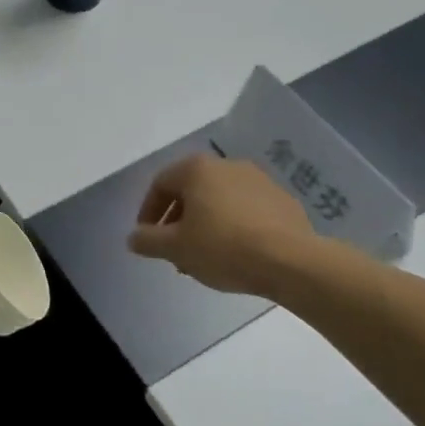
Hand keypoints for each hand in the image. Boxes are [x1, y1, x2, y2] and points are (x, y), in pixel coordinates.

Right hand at [128, 153, 314, 294]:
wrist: (291, 260)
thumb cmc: (223, 247)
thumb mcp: (176, 248)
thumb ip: (148, 240)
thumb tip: (133, 237)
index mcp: (197, 169)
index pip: (160, 184)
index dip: (148, 212)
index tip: (148, 239)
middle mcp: (226, 165)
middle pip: (190, 191)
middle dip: (178, 222)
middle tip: (175, 251)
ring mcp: (258, 180)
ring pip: (219, 201)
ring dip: (205, 225)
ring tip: (204, 258)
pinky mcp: (282, 199)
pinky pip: (246, 210)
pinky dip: (233, 226)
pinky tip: (236, 254)